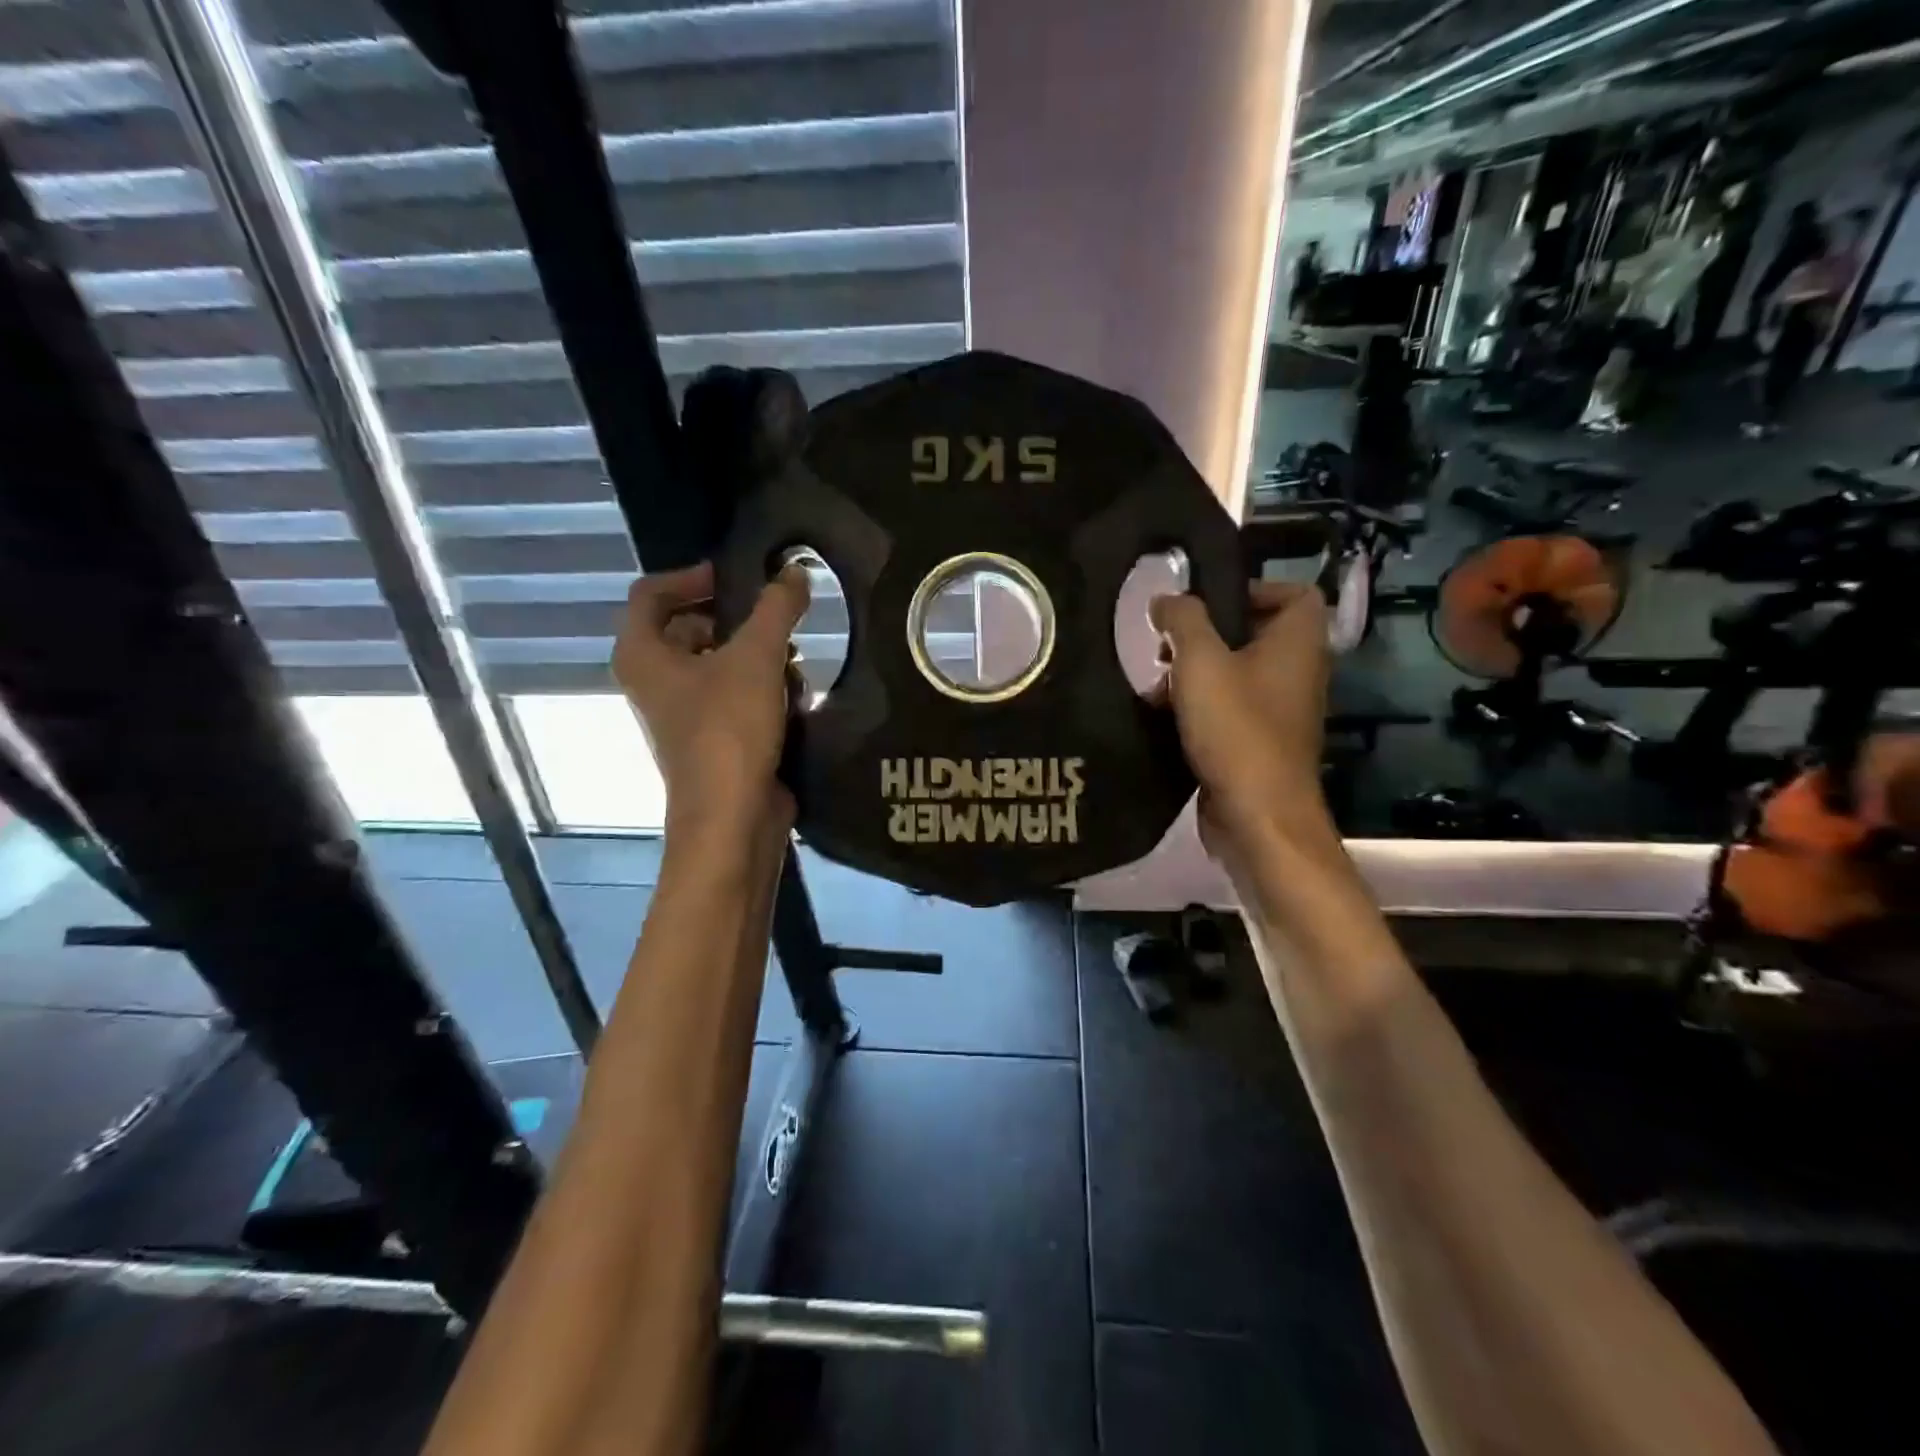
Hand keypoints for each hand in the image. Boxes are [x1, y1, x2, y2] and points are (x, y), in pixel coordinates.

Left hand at [612, 561, 808, 843]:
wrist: (733, 815)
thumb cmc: (729, 728)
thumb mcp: (757, 657)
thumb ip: (776, 608)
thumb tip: (795, 570)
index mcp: (642, 654)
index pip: (651, 592)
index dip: (693, 576)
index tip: (738, 577)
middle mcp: (653, 680)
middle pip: (689, 627)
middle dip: (736, 619)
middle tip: (775, 616)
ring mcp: (681, 712)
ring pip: (716, 663)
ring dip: (755, 655)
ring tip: (792, 658)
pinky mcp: (710, 737)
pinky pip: (731, 695)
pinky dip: (759, 688)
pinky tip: (793, 695)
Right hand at [1150, 581, 1333, 857]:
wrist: (1256, 814)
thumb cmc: (1235, 728)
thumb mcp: (1201, 661)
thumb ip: (1183, 620)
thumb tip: (1166, 599)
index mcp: (1298, 643)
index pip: (1296, 594)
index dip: (1255, 589)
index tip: (1209, 602)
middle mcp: (1297, 673)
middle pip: (1256, 634)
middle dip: (1208, 635)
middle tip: (1168, 643)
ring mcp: (1279, 712)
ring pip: (1236, 674)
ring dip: (1196, 673)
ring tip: (1156, 682)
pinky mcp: (1258, 744)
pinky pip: (1229, 710)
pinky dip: (1199, 707)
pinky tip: (1162, 716)